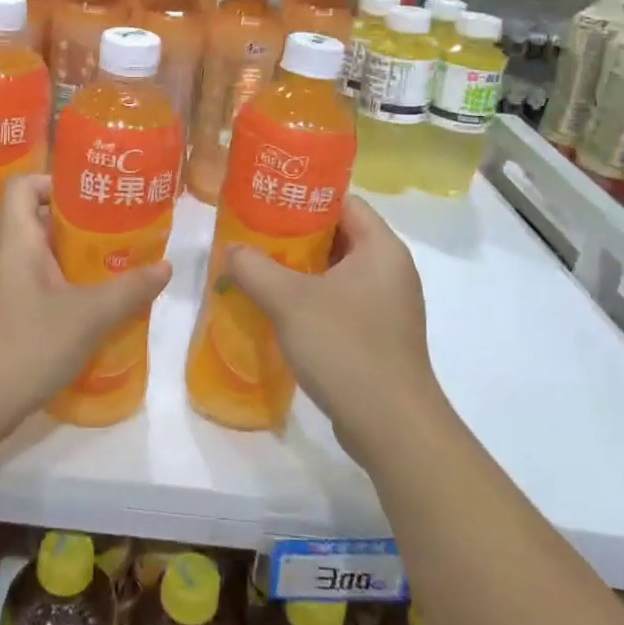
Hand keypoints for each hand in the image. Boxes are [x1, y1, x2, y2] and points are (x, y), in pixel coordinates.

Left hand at [0, 174, 171, 438]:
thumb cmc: (23, 345)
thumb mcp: (87, 317)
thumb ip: (128, 290)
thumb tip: (165, 266)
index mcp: (17, 239)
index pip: (24, 185)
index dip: (54, 181)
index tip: (91, 196)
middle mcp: (4, 257)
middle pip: (38, 222)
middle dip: (79, 226)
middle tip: (119, 234)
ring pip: (40, 260)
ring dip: (74, 263)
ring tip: (114, 271)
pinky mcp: (1, 321)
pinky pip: (36, 291)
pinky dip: (63, 293)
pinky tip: (91, 314)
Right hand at [224, 196, 437, 464]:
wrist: (391, 426)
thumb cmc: (345, 347)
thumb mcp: (289, 301)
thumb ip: (254, 267)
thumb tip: (232, 250)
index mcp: (381, 248)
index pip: (344, 201)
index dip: (305, 197)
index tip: (267, 202)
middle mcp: (391, 270)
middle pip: (339, 235)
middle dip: (295, 235)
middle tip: (254, 236)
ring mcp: (388, 306)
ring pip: (337, 271)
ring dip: (300, 270)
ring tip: (259, 270)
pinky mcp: (380, 336)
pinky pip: (342, 302)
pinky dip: (313, 300)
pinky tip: (280, 311)